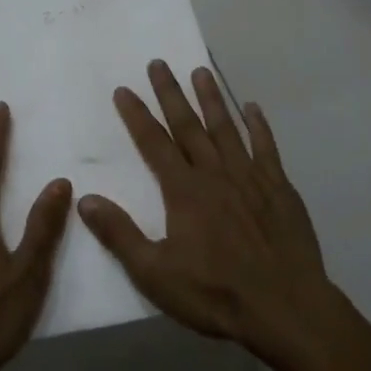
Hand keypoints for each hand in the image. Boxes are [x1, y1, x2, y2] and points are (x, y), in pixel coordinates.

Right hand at [77, 61, 338, 363]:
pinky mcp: (279, 187)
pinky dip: (258, 125)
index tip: (124, 89)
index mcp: (184, 191)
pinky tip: (252, 107)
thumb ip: (120, 234)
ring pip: (225, 127)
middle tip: (158, 62)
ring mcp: (250, 176)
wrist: (285, 308)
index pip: (153, 143)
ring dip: (211, 98)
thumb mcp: (155, 274)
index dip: (137, 115)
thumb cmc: (216, 293)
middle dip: (170, 93)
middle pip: (188, 125)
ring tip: (201, 70)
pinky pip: (265, 147)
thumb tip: (85, 199)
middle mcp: (215, 173)